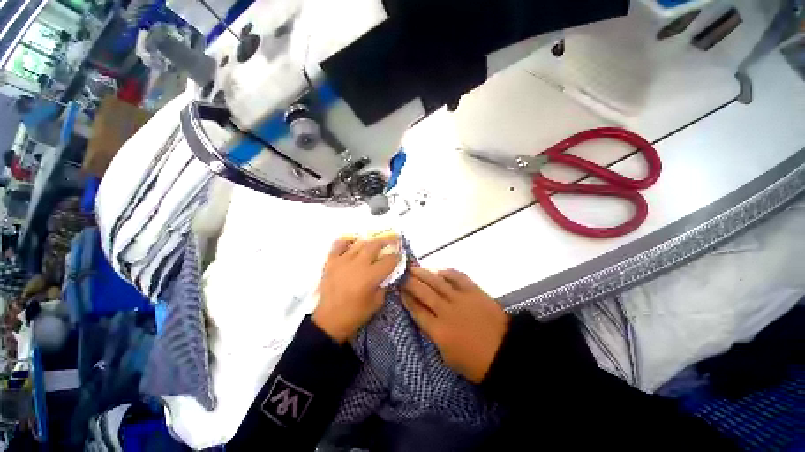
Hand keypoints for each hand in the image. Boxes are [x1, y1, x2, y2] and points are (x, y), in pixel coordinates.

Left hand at [313, 233, 400, 342]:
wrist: (328, 322)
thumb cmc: (354, 315)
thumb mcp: (376, 303)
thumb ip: (384, 286)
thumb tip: (386, 275)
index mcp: (371, 276)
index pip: (389, 260)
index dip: (397, 257)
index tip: (400, 255)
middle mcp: (358, 264)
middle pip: (375, 245)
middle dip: (387, 241)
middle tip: (392, 240)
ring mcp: (343, 261)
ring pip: (359, 243)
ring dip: (370, 241)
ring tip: (375, 242)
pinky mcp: (331, 262)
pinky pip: (339, 245)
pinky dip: (347, 241)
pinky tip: (352, 243)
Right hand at [402, 268, 508, 382]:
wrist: (505, 352)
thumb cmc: (475, 361)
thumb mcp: (447, 356)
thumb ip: (434, 335)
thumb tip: (425, 317)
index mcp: (439, 331)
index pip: (417, 310)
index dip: (407, 299)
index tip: (399, 290)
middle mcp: (446, 311)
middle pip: (423, 292)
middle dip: (410, 282)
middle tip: (402, 275)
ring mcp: (460, 298)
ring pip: (436, 281)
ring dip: (423, 273)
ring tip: (413, 268)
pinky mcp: (473, 291)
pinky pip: (457, 276)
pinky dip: (446, 272)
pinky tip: (438, 270)